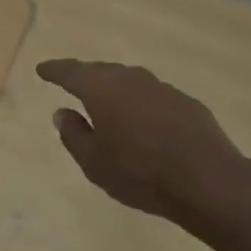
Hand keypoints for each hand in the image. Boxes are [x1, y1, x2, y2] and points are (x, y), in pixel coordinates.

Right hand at [38, 58, 250, 225]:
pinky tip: (145, 122)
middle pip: (100, 71)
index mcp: (100, 88)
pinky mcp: (185, 102)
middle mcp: (128, 77)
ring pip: (128, 81)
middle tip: (73, 83)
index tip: (42, 69)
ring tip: (108, 103)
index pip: (70, 72)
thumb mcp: (94, 163)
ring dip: (115, 89)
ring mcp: (160, 87)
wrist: (209, 180)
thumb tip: (62, 112)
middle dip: (85, 76)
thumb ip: (73, 134)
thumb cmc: (141, 173)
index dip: (54, 70)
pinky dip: (142, 103)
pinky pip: (153, 96)